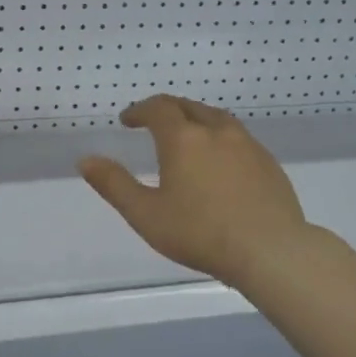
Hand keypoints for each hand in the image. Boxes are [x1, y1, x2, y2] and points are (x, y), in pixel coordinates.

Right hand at [79, 95, 307, 288]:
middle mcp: (217, 132)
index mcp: (184, 139)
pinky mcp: (268, 163)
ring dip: (195, 119)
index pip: (158, 109)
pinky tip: (219, 161)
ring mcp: (248, 145)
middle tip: (152, 121)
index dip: (139, 110)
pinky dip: (219, 138)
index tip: (127, 120)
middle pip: (188, 107)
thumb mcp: (145, 214)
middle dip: (166, 109)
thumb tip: (85, 160)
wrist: (270, 249)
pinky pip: (238, 138)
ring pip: (217, 119)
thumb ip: (114, 185)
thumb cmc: (200, 233)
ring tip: (186, 135)